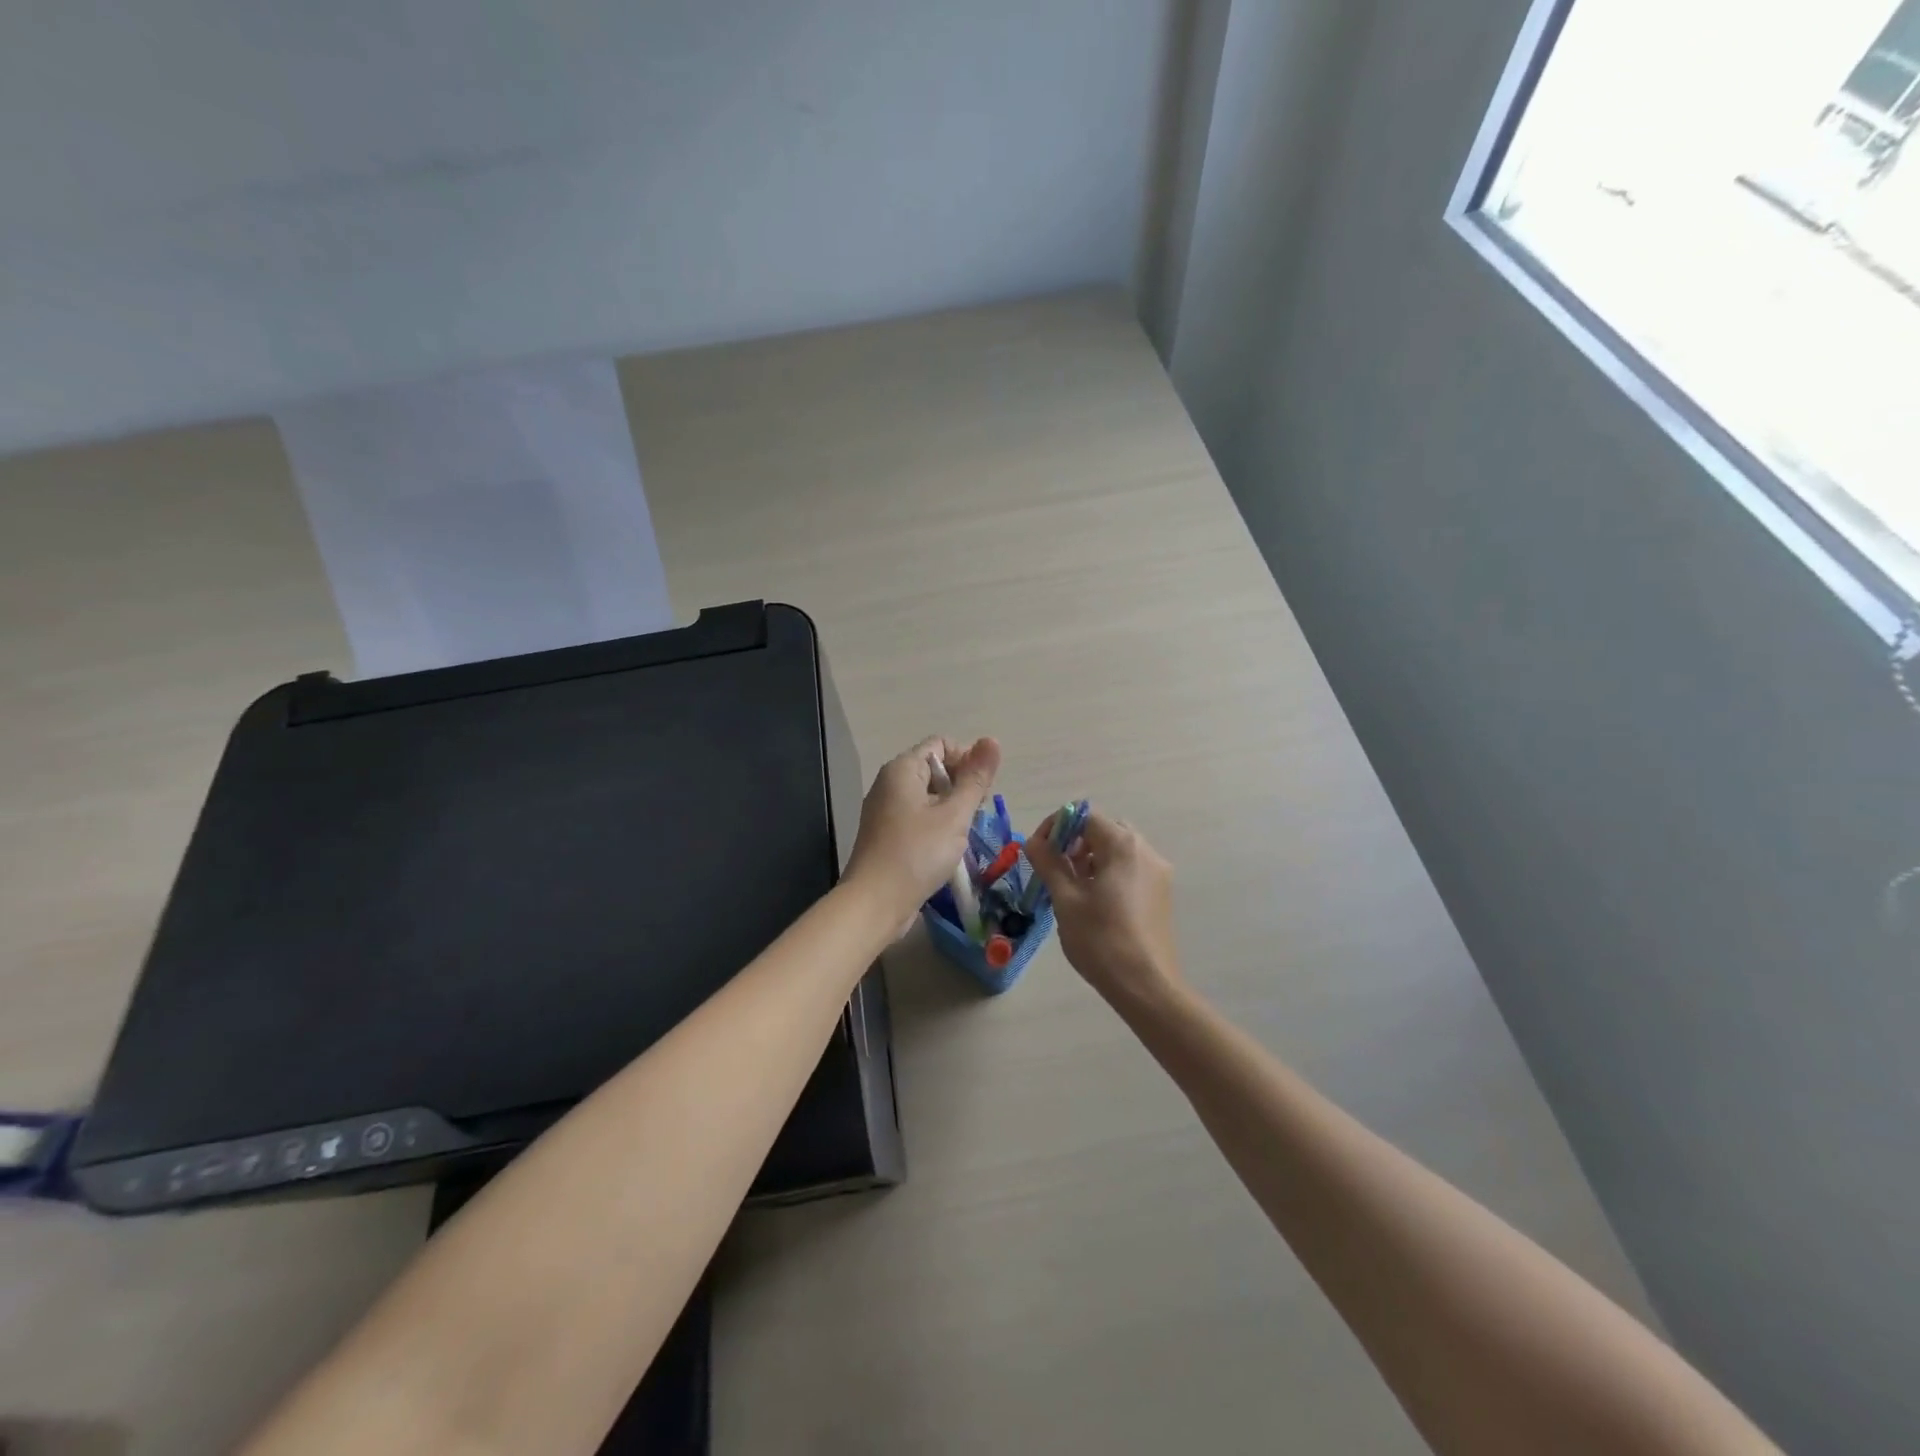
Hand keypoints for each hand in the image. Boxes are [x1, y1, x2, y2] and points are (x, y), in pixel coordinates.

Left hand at [844, 736, 1000, 922]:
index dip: (967, 759)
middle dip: (961, 785)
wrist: (875, 903)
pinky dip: (936, 824)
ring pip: (927, 795)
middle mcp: (889, 783)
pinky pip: (917, 817)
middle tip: (977, 813)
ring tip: (965, 832)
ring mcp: (885, 810)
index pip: (941, 744)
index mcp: (902, 769)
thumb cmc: (918, 853)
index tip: (982, 789)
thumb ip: (975, 778)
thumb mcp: (954, 815)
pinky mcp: (886, 834)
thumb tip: (992, 740)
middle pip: (934, 768)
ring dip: (951, 808)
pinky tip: (947, 847)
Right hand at [1024, 812, 1182, 1010]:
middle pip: (1104, 830)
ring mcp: (1158, 873)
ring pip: (1118, 850)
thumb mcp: (1066, 899)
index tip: (1038, 851)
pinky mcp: (1161, 893)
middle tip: (1055, 867)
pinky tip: (1094, 901)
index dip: (1056, 827)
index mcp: (1123, 845)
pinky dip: (1108, 872)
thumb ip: (1048, 863)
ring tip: (1071, 887)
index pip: (1084, 816)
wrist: (1146, 986)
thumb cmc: (1101, 939)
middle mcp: (1146, 850)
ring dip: (1091, 858)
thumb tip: (1032, 841)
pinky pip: (1130, 869)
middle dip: (1074, 842)